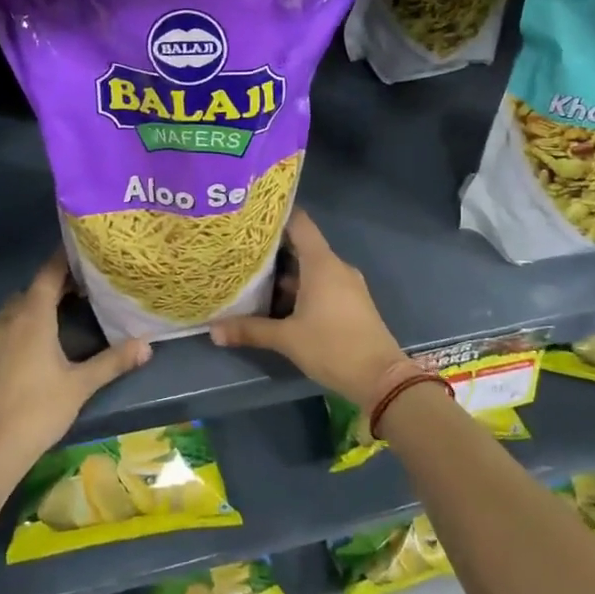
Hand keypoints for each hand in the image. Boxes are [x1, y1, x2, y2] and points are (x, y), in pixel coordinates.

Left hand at [0, 251, 150, 467]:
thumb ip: (113, 361)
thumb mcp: (81, 384)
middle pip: (33, 287)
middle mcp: (11, 319)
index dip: (65, 258)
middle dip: (57, 280)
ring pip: (19, 305)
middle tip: (87, 280)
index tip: (85, 247)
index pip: (48, 274)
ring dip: (40, 299)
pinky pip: (10, 322)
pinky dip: (27, 317)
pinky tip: (44, 335)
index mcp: (32, 316)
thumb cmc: (37, 408)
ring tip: (68, 304)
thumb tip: (148, 344)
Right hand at [209, 210, 404, 406]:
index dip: (277, 215)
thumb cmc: (332, 347)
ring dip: (286, 271)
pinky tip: (278, 300)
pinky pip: (322, 284)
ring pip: (311, 268)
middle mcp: (336, 267)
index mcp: (322, 263)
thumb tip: (213, 331)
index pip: (299, 223)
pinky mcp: (351, 302)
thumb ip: (250, 330)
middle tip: (241, 248)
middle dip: (273, 247)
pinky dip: (301, 286)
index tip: (251, 215)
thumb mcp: (287, 339)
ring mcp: (346, 285)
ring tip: (253, 273)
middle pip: (302, 246)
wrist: (380, 378)